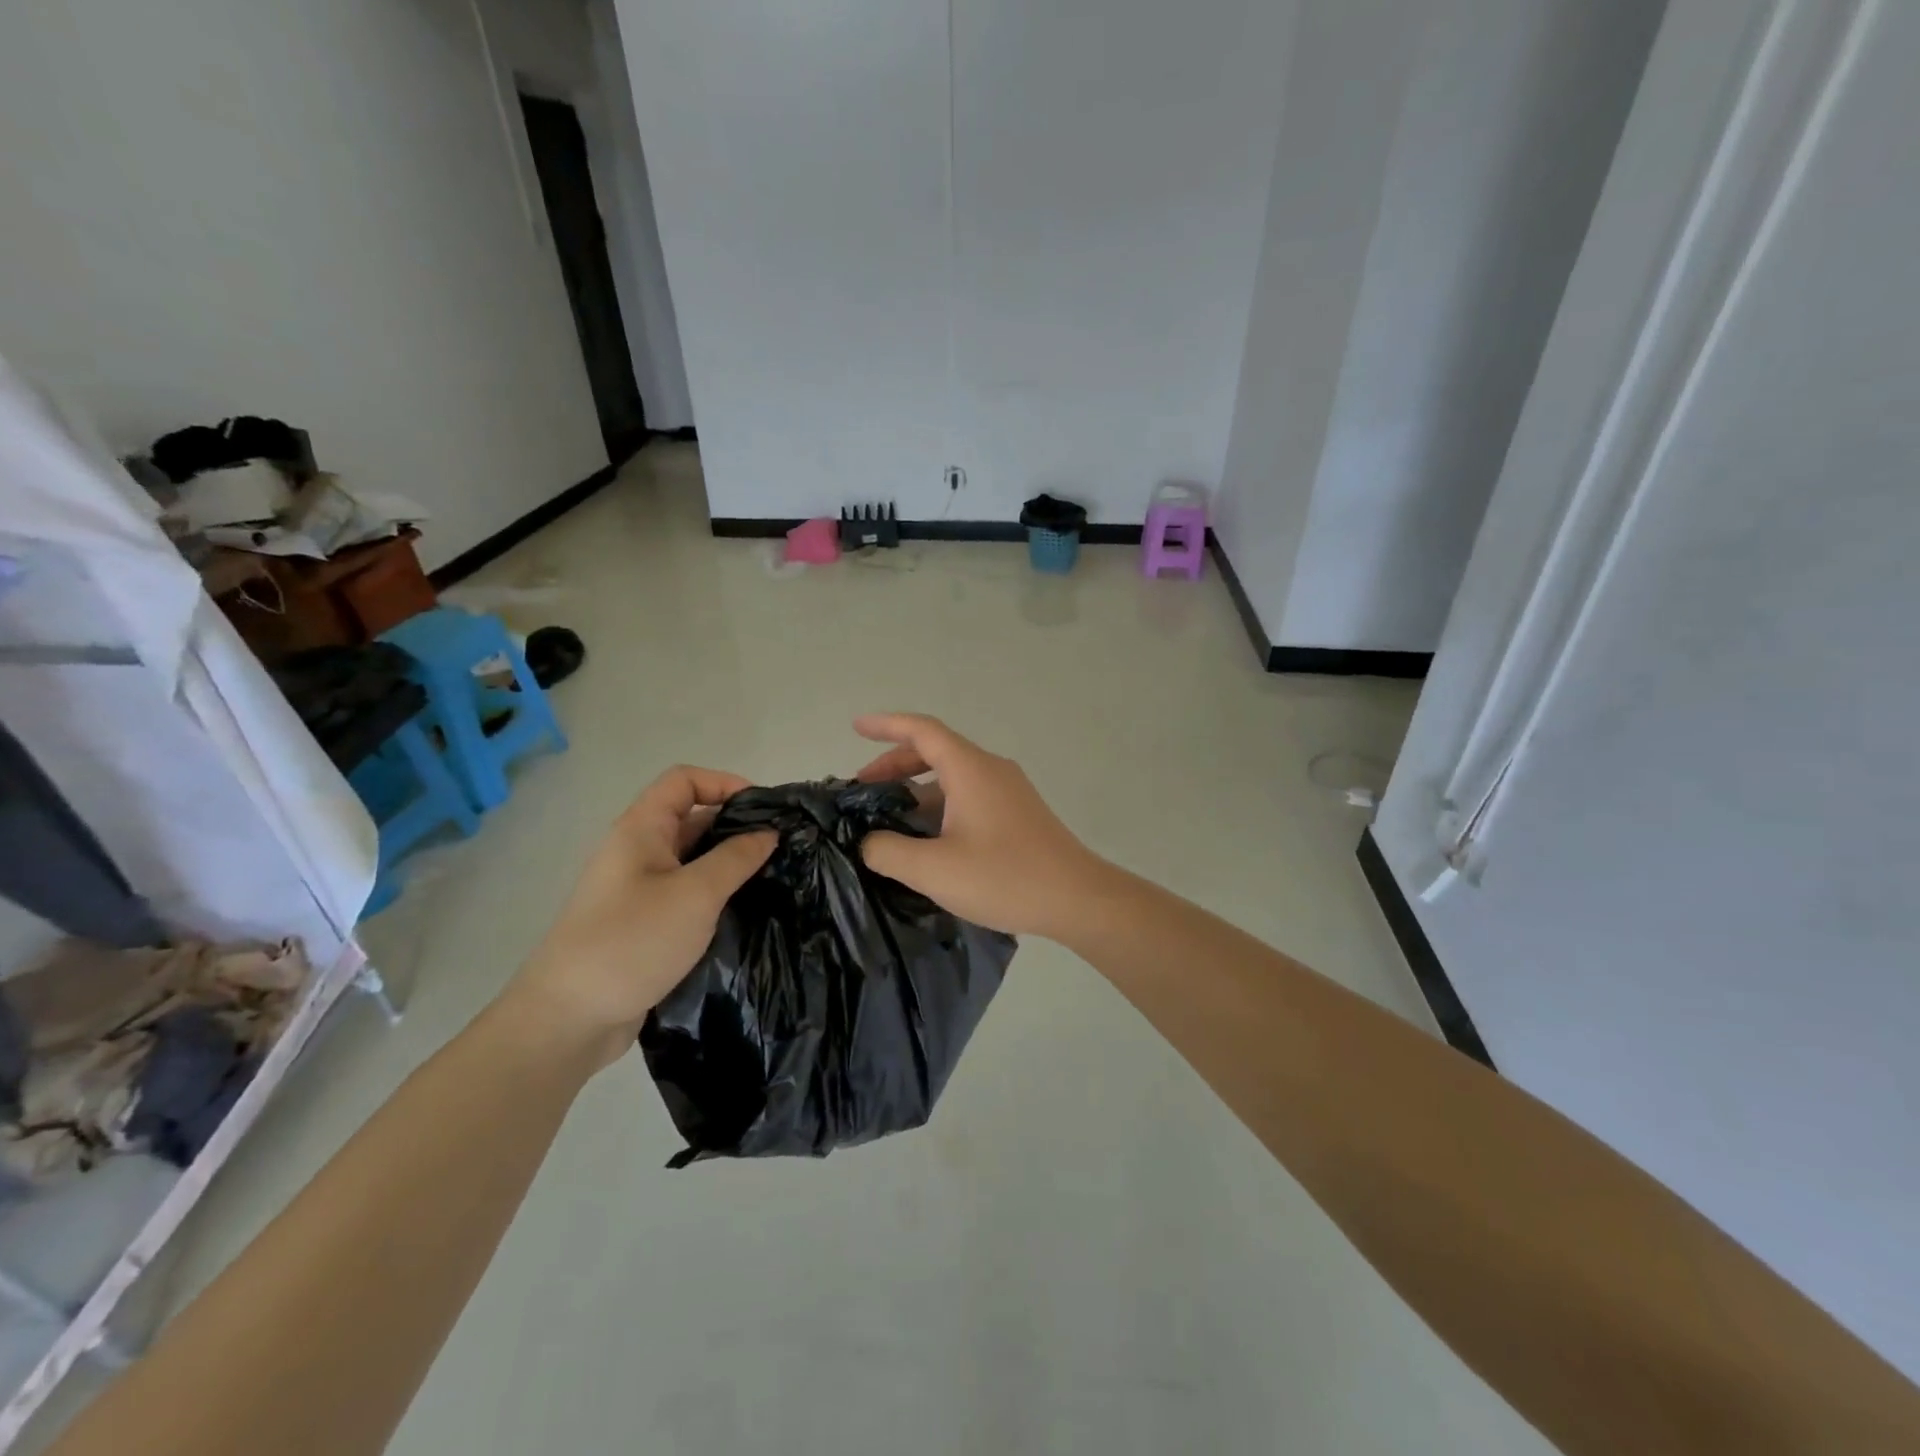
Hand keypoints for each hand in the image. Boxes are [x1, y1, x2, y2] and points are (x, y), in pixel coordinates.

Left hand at [507, 766, 774, 1066]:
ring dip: (729, 864)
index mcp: (640, 830)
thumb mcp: (695, 894)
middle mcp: (637, 852)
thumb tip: (768, 833)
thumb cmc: (632, 941)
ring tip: (773, 878)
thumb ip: (736, 858)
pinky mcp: (644, 924)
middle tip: (781, 846)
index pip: (684, 781)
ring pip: (692, 860)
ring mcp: (639, 890)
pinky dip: (715, 895)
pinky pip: (686, 894)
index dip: (724, 783)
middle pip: (691, 818)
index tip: (764, 809)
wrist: (569, 1018)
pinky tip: (744, 912)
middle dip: (736, 826)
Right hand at [853, 713, 1110, 938]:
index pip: (922, 730)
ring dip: (917, 788)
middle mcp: (990, 770)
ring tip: (887, 816)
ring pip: (953, 776)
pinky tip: (926, 837)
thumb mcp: (933, 869)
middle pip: (936, 751)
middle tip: (863, 788)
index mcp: (970, 769)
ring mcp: (1008, 791)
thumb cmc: (1004, 877)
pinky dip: (939, 804)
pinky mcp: (1017, 814)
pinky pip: (968, 795)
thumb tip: (868, 841)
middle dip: (895, 763)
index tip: (855, 726)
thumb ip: (888, 851)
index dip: (885, 725)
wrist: (1077, 898)